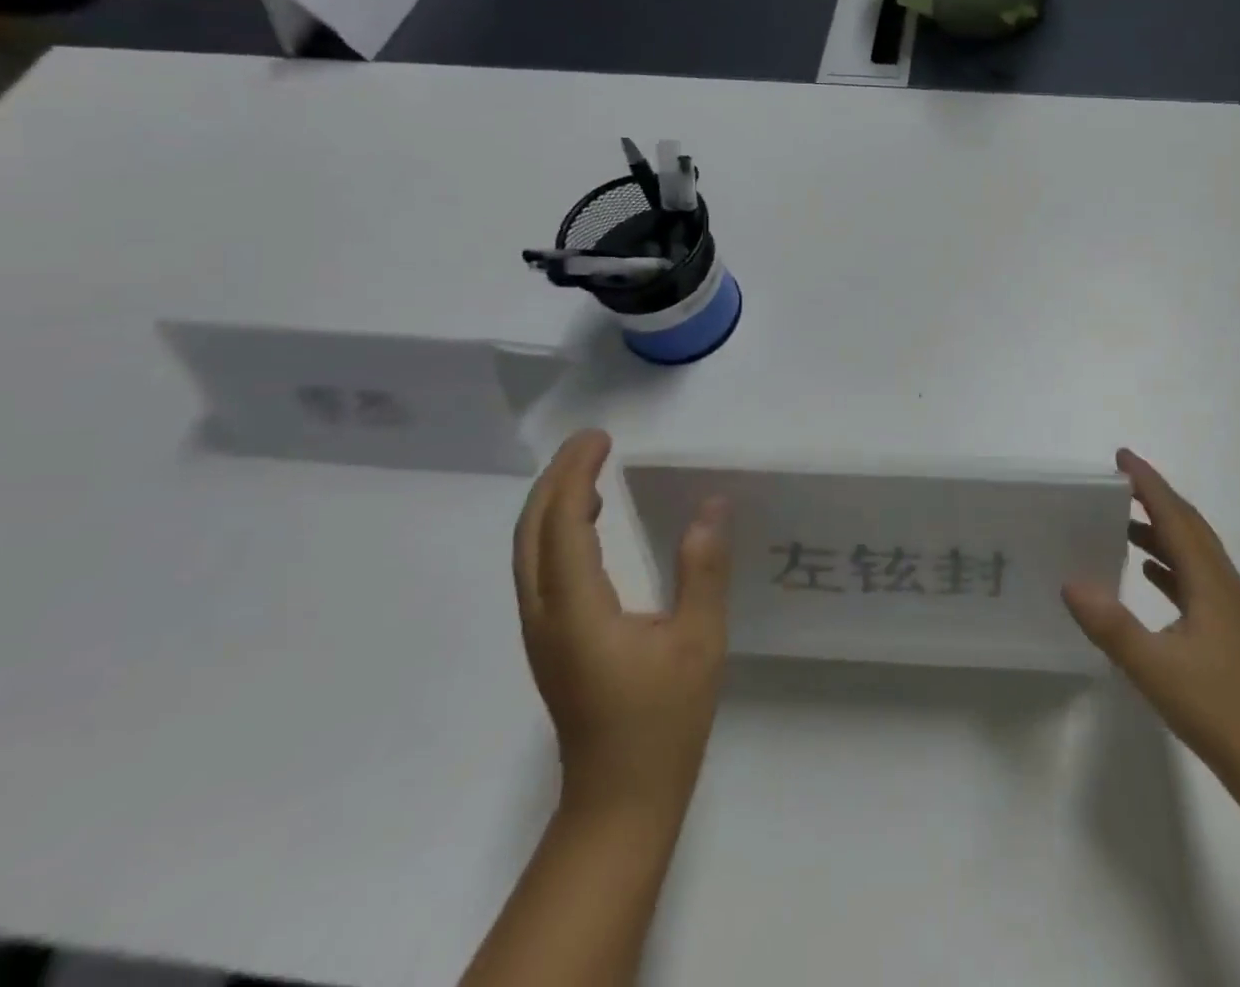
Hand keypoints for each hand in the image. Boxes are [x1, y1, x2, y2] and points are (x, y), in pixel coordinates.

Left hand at [513, 429, 729, 824]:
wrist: (620, 800)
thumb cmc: (664, 720)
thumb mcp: (699, 640)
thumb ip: (702, 569)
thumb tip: (711, 506)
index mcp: (577, 611)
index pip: (563, 524)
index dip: (576, 474)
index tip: (601, 438)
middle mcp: (545, 615)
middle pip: (531, 531)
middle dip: (556, 479)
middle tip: (593, 442)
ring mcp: (541, 631)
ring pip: (528, 551)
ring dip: (553, 502)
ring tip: (592, 471)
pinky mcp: (550, 642)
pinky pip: (540, 569)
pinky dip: (556, 531)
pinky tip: (591, 525)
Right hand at [1063, 449, 1239, 780]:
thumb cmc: (1218, 711)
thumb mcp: (1155, 668)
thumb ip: (1111, 625)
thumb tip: (1070, 582)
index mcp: (1211, 582)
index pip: (1175, 516)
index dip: (1149, 483)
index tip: (1121, 457)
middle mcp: (1224, 584)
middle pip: (1188, 525)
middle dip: (1155, 497)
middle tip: (1118, 481)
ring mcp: (1230, 608)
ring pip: (1193, 552)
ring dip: (1161, 529)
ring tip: (1122, 521)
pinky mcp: (1229, 630)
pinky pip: (1194, 577)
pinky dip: (1169, 562)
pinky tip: (1148, 573)